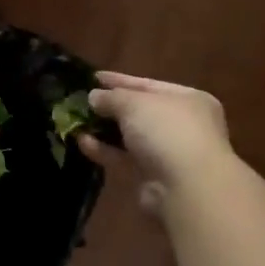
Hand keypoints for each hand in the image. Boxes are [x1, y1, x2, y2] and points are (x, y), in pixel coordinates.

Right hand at [78, 72, 233, 211]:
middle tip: (82, 100)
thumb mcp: (134, 102)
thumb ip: (111, 97)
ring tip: (76, 121)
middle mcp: (183, 125)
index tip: (94, 77)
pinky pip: (125, 158)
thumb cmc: (166, 130)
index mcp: (188, 99)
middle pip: (140, 111)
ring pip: (131, 137)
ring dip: (105, 129)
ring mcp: (169, 153)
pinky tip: (82, 142)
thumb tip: (94, 96)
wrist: (187, 188)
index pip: (148, 85)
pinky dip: (105, 150)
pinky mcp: (154, 178)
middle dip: (111, 107)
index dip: (120, 80)